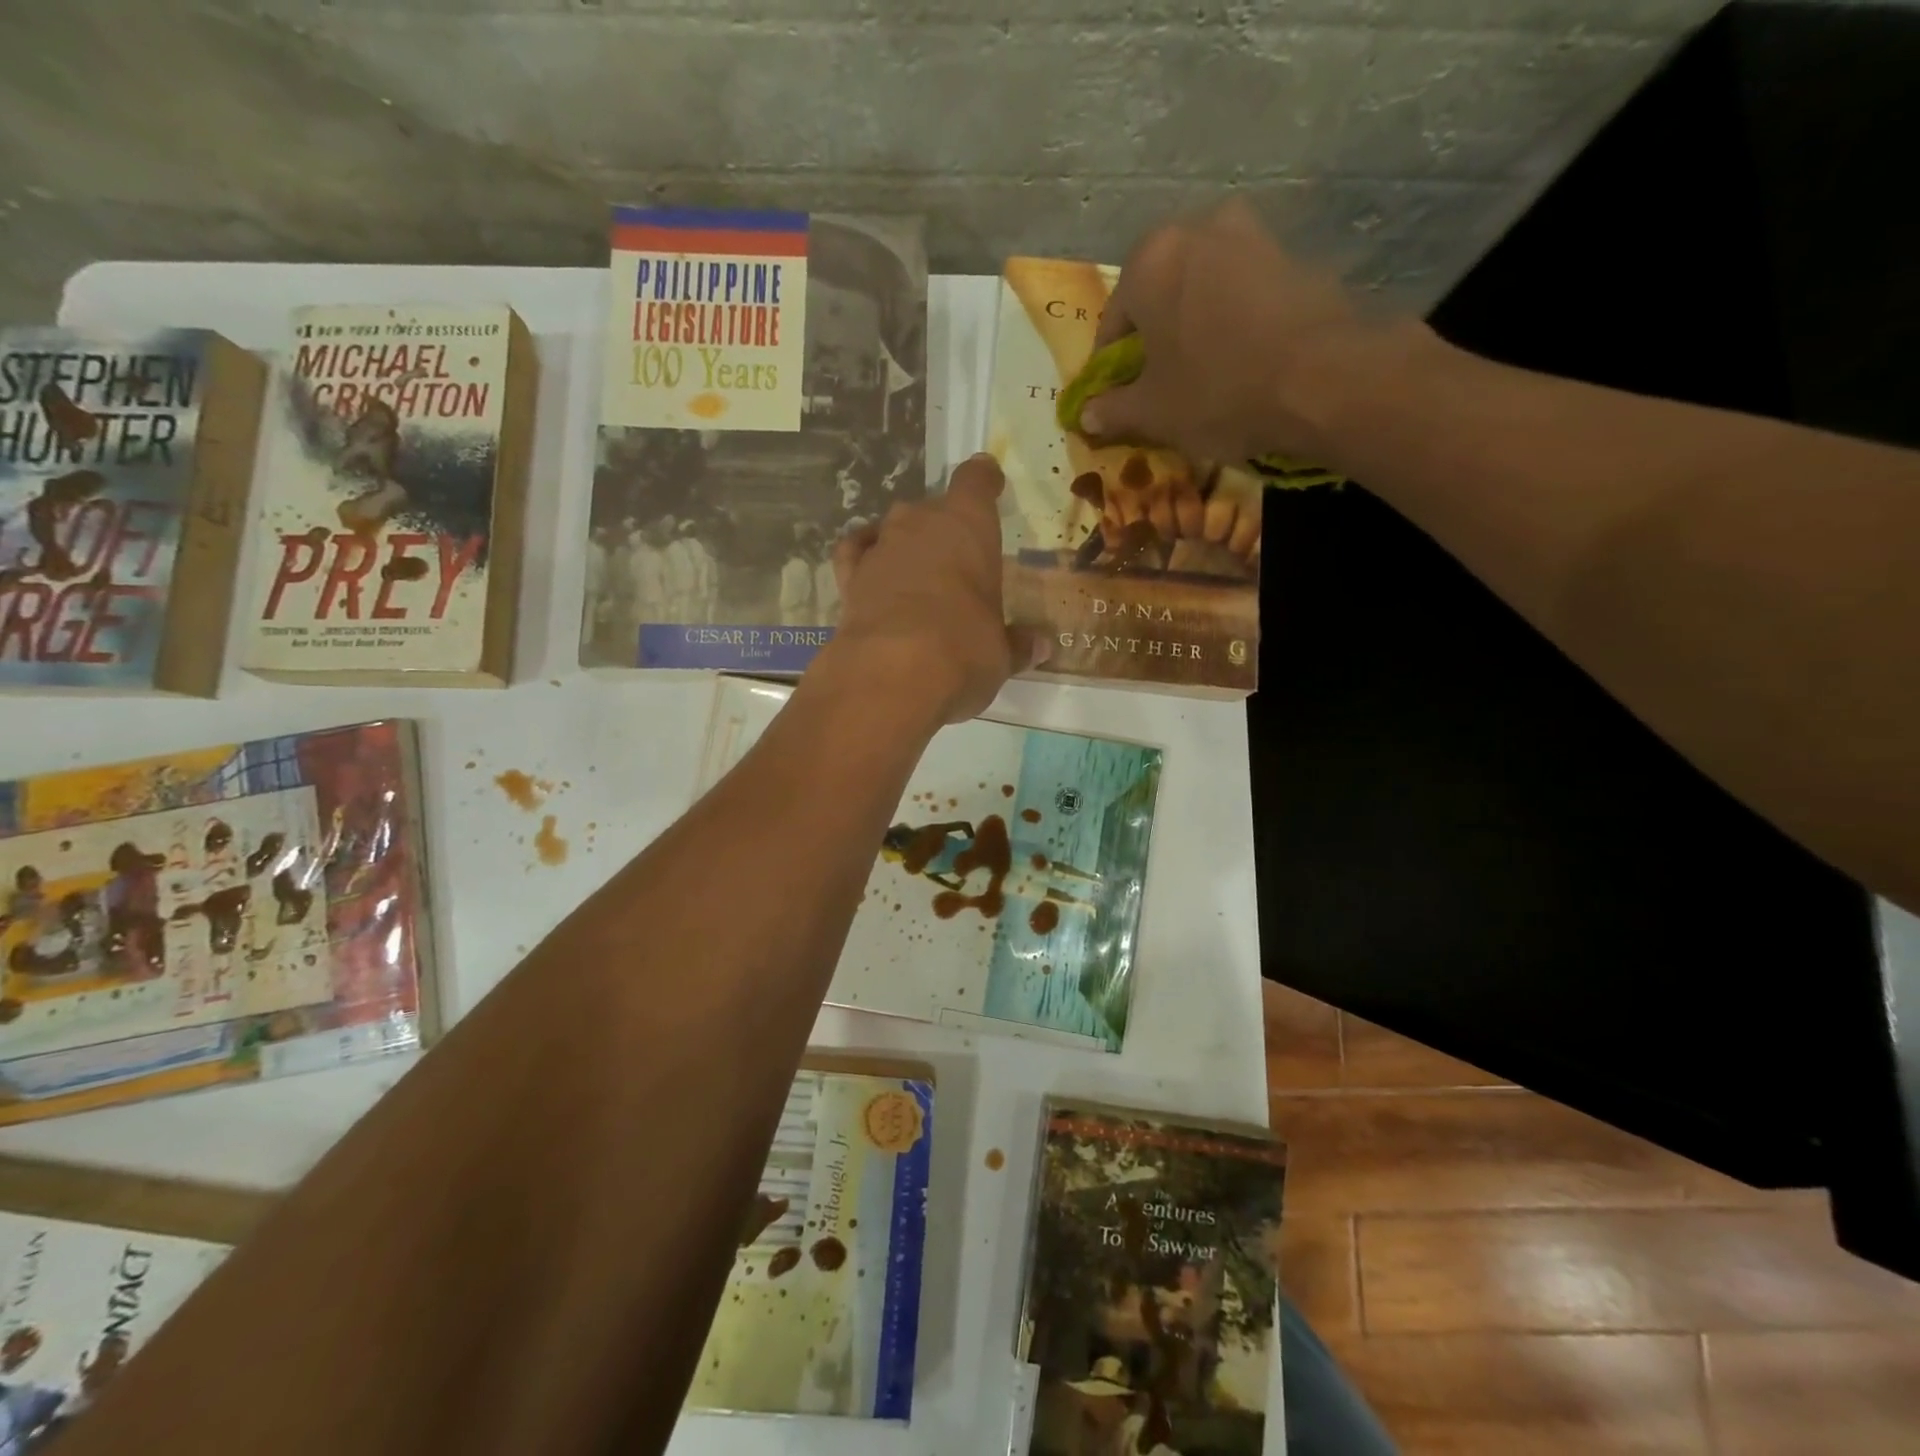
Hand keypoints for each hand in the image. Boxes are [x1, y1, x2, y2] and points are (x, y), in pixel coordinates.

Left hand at [811, 454, 1043, 725]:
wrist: (891, 673)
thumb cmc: (964, 650)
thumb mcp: (1001, 653)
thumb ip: (1017, 644)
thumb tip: (1040, 647)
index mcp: (969, 525)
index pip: (976, 480)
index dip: (983, 480)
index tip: (989, 482)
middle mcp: (921, 522)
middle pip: (933, 509)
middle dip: (944, 530)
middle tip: (957, 564)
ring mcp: (880, 545)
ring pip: (895, 530)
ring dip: (906, 548)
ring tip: (918, 578)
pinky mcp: (848, 576)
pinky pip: (855, 552)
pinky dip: (863, 557)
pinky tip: (871, 572)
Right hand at [1079, 198, 1406, 464]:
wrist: (1321, 379)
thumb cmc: (1216, 391)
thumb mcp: (1152, 413)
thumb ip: (1112, 410)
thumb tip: (1086, 416)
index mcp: (1149, 261)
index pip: (1112, 323)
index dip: (1111, 368)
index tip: (1118, 398)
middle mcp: (1198, 229)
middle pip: (1160, 295)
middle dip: (1156, 338)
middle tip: (1161, 384)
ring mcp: (1252, 236)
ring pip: (1204, 290)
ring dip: (1197, 326)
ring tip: (1204, 374)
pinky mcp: (1294, 255)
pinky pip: (1245, 293)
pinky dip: (1235, 323)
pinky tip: (1243, 362)